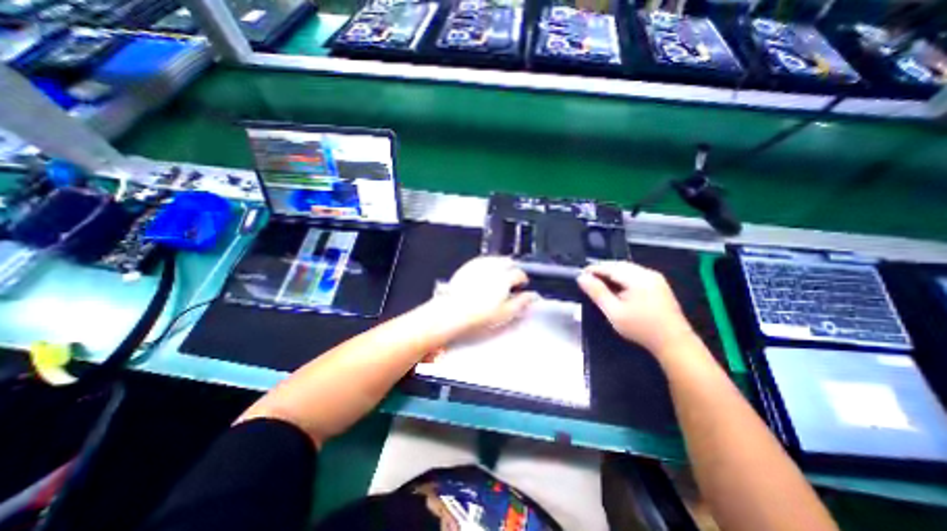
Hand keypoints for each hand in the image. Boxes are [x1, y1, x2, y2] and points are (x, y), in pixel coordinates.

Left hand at [432, 258, 534, 339]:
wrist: (454, 311)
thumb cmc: (480, 314)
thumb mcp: (506, 312)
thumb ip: (522, 302)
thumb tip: (533, 296)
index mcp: (505, 277)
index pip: (520, 274)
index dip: (523, 280)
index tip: (521, 286)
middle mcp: (494, 267)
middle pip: (509, 262)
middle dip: (513, 270)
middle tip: (511, 282)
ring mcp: (480, 265)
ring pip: (496, 259)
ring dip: (501, 265)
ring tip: (499, 277)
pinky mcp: (468, 266)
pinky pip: (483, 260)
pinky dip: (488, 265)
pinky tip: (486, 274)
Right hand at [578, 261, 693, 355]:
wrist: (674, 343)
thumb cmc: (641, 328)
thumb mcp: (614, 312)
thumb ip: (597, 292)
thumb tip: (581, 277)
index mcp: (638, 278)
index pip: (610, 267)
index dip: (593, 269)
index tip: (580, 275)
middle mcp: (648, 273)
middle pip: (619, 265)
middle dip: (602, 270)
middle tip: (587, 280)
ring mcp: (655, 278)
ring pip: (627, 269)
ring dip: (612, 274)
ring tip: (599, 284)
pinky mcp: (658, 285)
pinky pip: (635, 274)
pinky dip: (622, 278)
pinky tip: (616, 288)